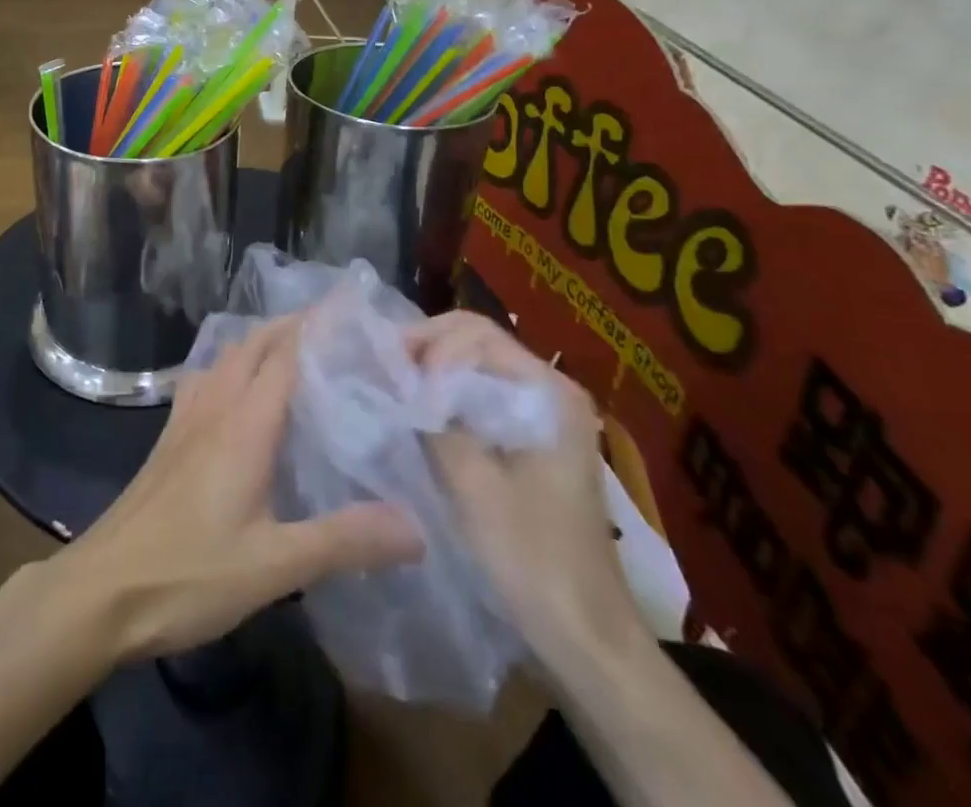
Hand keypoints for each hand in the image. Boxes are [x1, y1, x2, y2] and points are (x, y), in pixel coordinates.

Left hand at [52, 319, 423, 661]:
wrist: (103, 588)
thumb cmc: (189, 573)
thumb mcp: (275, 565)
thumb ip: (345, 540)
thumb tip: (416, 525)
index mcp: (243, 424)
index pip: (284, 354)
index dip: (317, 326)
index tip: (352, 308)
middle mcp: (213, 408)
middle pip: (252, 346)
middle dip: (290, 326)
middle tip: (334, 328)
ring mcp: (185, 422)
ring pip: (225, 360)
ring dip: (258, 343)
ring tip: (293, 351)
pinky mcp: (169, 440)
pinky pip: (203, 383)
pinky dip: (229, 368)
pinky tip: (237, 394)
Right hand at [415, 313, 648, 674]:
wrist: (586, 637)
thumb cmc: (530, 557)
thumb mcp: (470, 483)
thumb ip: (432, 419)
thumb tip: (393, 377)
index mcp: (548, 391)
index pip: (475, 333)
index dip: (426, 345)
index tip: (390, 376)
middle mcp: (551, 390)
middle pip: (475, 342)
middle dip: (425, 352)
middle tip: (385, 377)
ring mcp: (544, 416)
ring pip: (475, 369)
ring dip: (432, 375)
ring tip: (393, 394)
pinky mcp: (533, 441)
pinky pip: (481, 397)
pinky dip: (446, 399)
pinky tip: (420, 419)